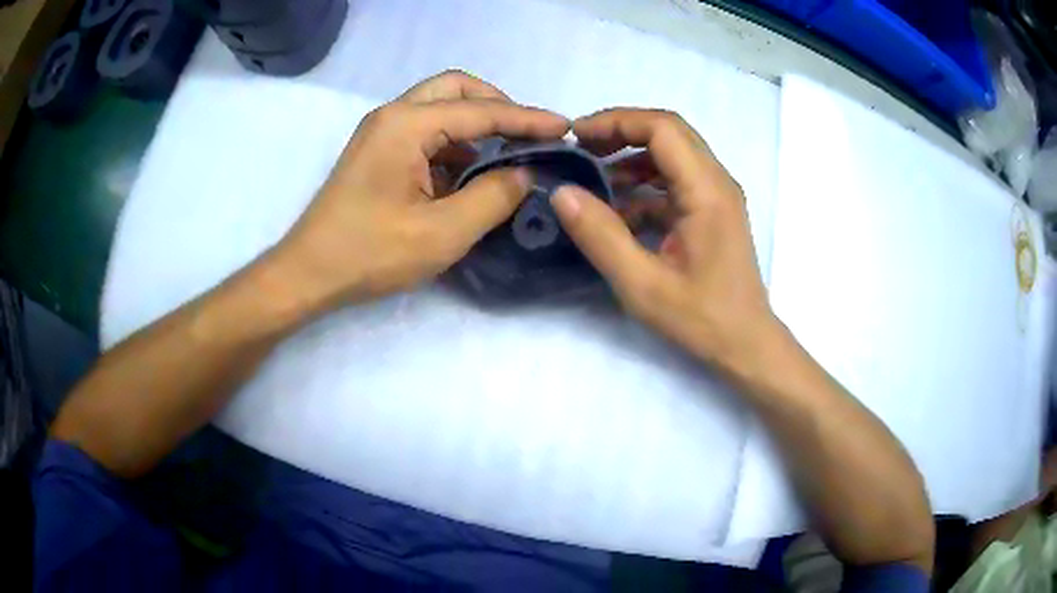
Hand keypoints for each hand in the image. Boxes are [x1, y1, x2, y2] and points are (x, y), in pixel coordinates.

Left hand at [269, 70, 568, 313]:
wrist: (309, 274)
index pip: (481, 111)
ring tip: (507, 156)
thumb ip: (493, 197)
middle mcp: (393, 115)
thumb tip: (524, 173)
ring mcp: (382, 132)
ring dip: (476, 125)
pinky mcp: (378, 151)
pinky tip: (471, 173)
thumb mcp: (442, 233)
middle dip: (497, 105)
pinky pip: (426, 132)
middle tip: (526, 134)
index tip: (565, 128)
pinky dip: (455, 144)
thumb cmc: (370, 254)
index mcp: (406, 124)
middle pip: (456, 88)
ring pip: (440, 107)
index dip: (527, 118)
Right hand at [552, 109, 774, 371]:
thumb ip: (601, 236)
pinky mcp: (712, 212)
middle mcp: (717, 182)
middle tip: (580, 150)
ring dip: (631, 159)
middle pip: (668, 133)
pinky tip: (618, 211)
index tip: (576, 137)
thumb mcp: (643, 284)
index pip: (663, 128)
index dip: (616, 122)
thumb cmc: (702, 319)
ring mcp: (717, 196)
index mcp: (707, 191)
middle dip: (620, 133)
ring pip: (671, 155)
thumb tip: (562, 193)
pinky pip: (675, 182)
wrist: (745, 344)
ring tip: (593, 179)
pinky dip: (644, 186)